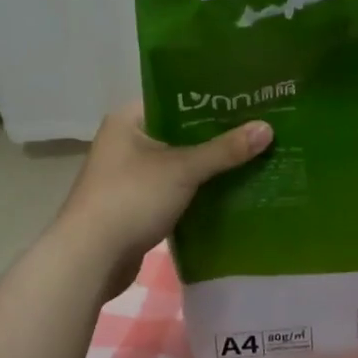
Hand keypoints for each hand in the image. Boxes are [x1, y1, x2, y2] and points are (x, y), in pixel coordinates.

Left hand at [54, 102, 271, 297]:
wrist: (89, 260)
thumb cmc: (130, 199)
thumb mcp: (183, 169)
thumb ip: (225, 149)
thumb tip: (268, 128)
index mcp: (129, 119)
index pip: (176, 96)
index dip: (211, 98)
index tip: (246, 98)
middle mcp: (127, 141)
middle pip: (181, 129)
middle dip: (217, 133)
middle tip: (258, 126)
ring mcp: (130, 174)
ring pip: (180, 160)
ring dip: (210, 163)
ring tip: (253, 154)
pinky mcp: (137, 204)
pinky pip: (175, 187)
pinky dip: (199, 188)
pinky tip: (231, 187)